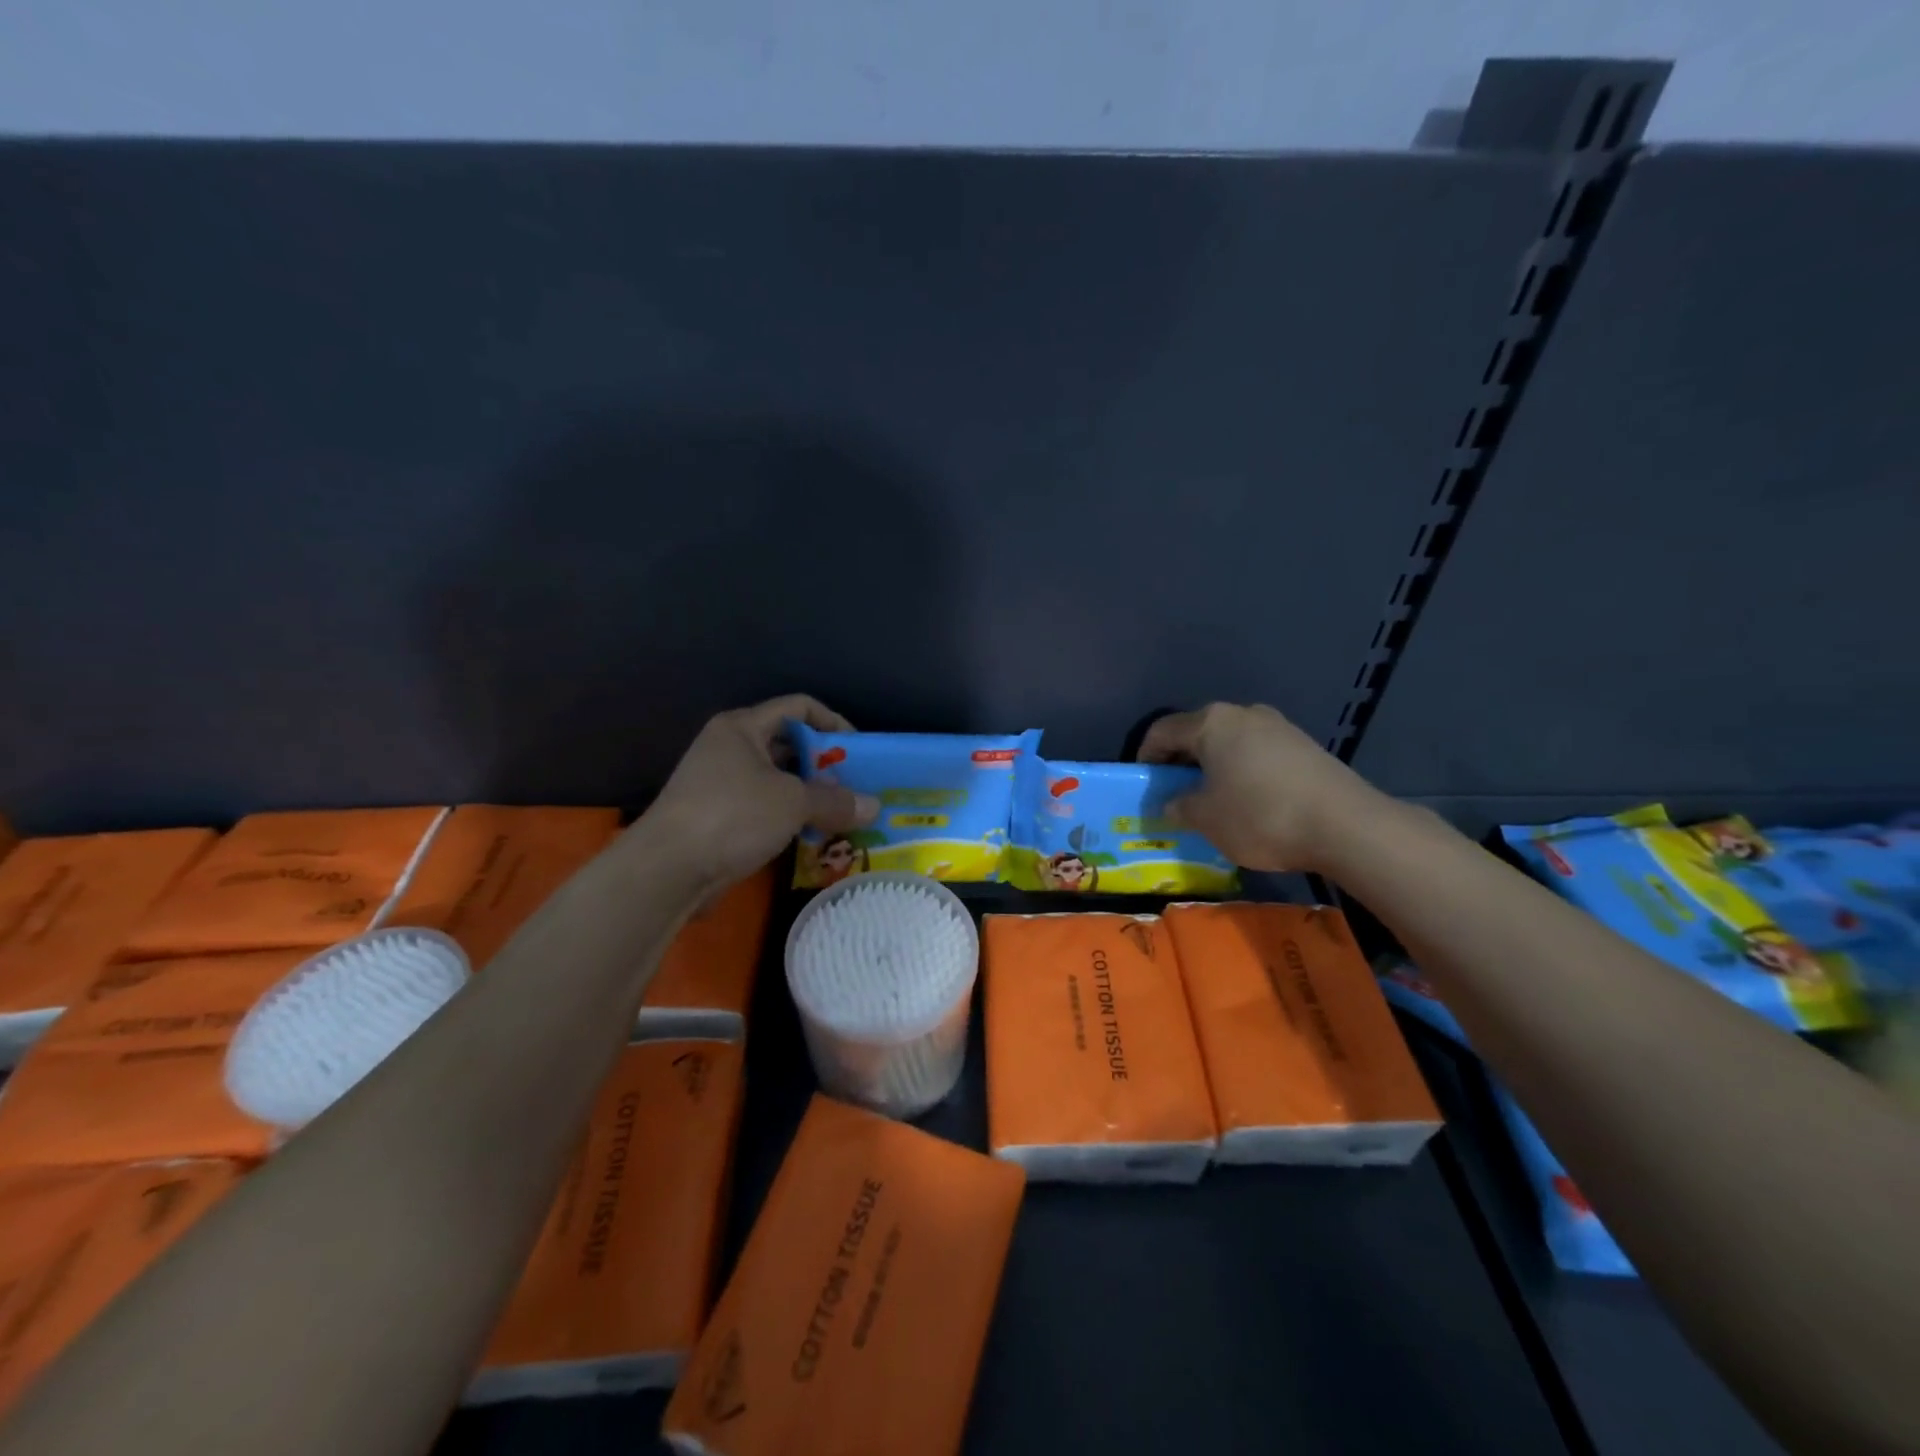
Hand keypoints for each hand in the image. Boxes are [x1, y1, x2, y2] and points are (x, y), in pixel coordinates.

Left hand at [641, 695, 877, 889]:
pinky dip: (789, 816)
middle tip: (854, 786)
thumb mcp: (793, 802)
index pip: (798, 707)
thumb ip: (836, 801)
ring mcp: (720, 783)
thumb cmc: (733, 816)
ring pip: (777, 779)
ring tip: (840, 814)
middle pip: (788, 744)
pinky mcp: (717, 817)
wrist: (667, 870)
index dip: (833, 722)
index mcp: (742, 727)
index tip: (858, 751)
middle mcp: (729, 748)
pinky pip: (764, 807)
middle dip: (824, 764)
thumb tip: (875, 806)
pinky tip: (811, 835)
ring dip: (809, 794)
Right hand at [1138, 703, 1386, 872]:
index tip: (1143, 785)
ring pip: (1229, 743)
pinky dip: (1241, 771)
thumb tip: (1171, 803)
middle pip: (1197, 733)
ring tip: (1211, 800)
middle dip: (1180, 762)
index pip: (1162, 731)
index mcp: (1211, 723)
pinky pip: (1257, 753)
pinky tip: (1248, 801)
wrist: (1345, 825)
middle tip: (1173, 794)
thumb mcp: (1206, 818)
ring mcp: (1278, 726)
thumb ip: (1179, 806)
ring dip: (1212, 767)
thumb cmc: (1260, 815)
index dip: (1145, 757)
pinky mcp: (1303, 746)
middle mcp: (1243, 714)